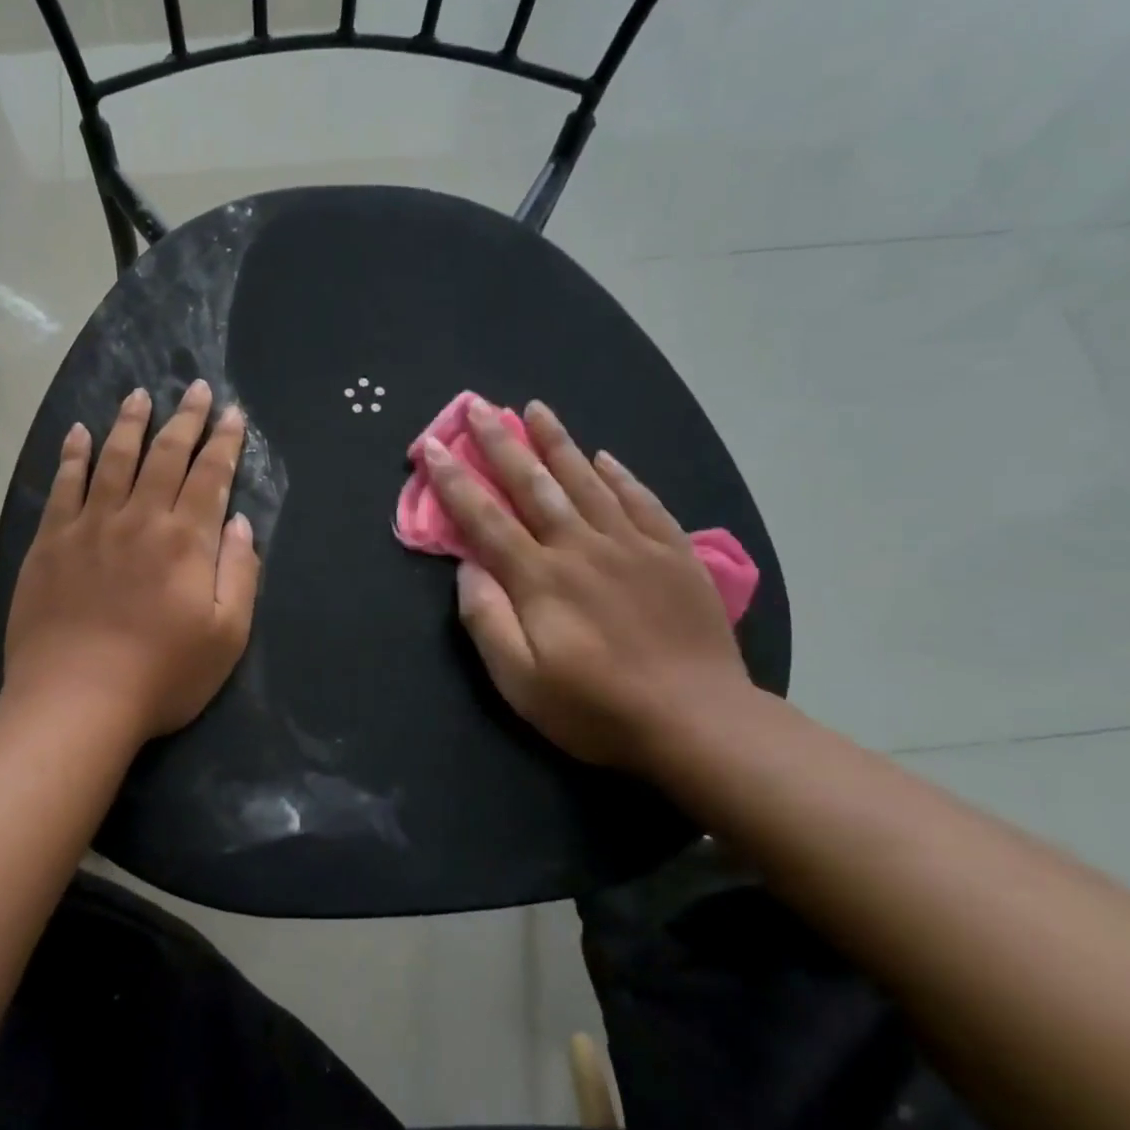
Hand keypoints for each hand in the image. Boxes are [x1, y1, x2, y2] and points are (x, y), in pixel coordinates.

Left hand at [3, 381, 258, 741]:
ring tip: (140, 395)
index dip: (224, 441)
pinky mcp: (50, 543)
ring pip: (113, 459)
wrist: (76, 702)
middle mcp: (138, 519)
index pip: (210, 475)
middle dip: (184, 418)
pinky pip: (63, 486)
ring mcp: (89, 527)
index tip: (232, 413)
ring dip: (129, 423)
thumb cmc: (162, 676)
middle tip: (194, 387)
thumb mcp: (227, 635)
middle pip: (165, 455)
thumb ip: (239, 572)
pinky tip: (77, 434)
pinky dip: (72, 456)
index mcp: (185, 540)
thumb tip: (238, 522)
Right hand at [425, 398, 753, 772]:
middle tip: (479, 406)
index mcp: (540, 579)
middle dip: (501, 443)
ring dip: (557, 443)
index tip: (431, 445)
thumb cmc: (596, 709)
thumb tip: (468, 566)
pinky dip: (620, 475)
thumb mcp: (520, 681)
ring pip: (587, 481)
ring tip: (536, 408)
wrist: (699, 723)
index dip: (454, 480)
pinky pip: (642, 501)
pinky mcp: (674, 555)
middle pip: (534, 485)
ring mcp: (633, 546)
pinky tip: (605, 457)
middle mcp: (582, 547)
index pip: (485, 518)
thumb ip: (487, 619)